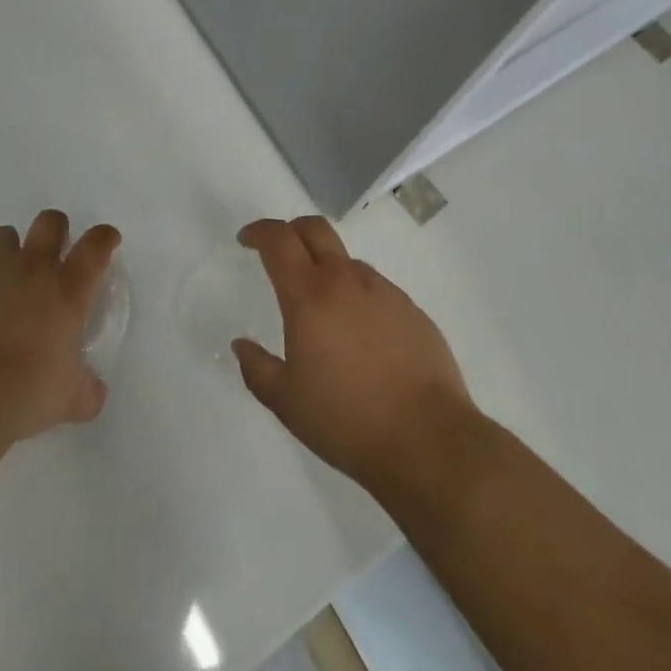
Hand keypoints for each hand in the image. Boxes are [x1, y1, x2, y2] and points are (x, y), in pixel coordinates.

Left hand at [0, 210, 120, 447]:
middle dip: (56, 230)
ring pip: (6, 234)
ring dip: (12, 250)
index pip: (96, 245)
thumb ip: (87, 388)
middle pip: (50, 221)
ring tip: (9, 280)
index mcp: (67, 289)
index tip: (107, 240)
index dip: (104, 237)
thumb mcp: (69, 399)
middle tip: (55, 254)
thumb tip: (94, 392)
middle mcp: (33, 268)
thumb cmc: (25, 394)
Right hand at [233, 216, 472, 493]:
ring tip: (324, 311)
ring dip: (327, 269)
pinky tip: (361, 337)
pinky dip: (358, 297)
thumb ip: (257, 369)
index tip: (246, 240)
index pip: (279, 240)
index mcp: (309, 295)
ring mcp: (383, 291)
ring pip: (347, 261)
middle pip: (315, 229)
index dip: (258, 232)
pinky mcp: (412, 309)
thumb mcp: (287, 403)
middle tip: (280, 253)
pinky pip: (376, 289)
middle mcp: (346, 280)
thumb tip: (241, 345)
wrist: (429, 441)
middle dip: (291, 231)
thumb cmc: (347, 420)